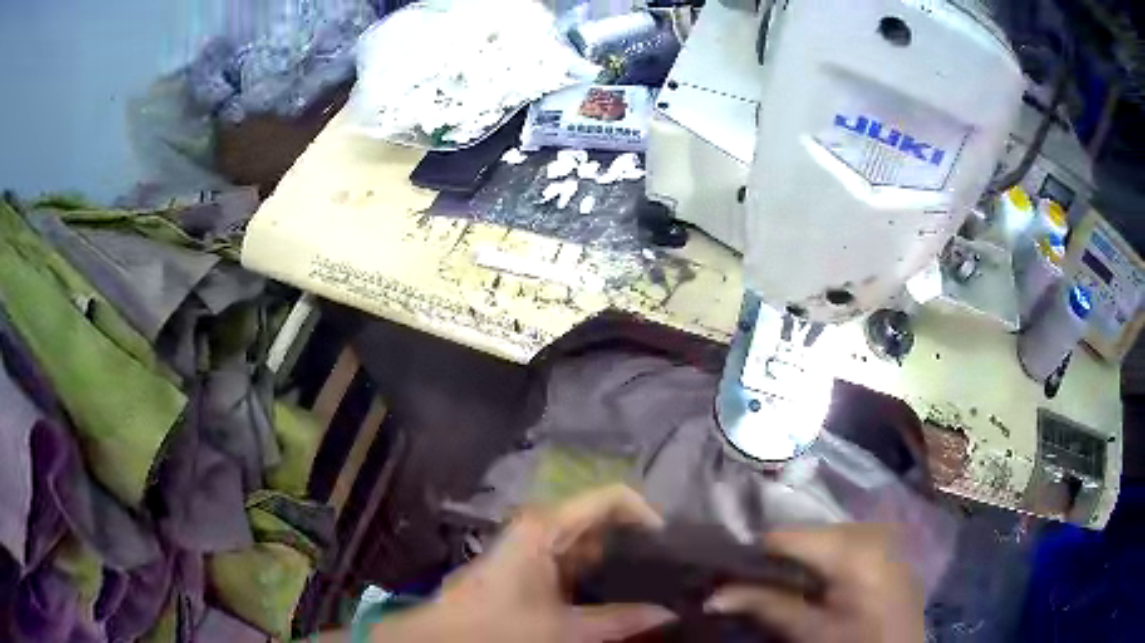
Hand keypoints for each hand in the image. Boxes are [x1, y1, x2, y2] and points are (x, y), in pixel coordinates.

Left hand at [372, 485, 676, 641]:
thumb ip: (620, 620)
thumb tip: (670, 613)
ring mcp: (536, 546)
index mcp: (548, 526)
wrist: (443, 640)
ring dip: (621, 563)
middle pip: (604, 521)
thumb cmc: (498, 629)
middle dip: (638, 544)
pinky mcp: (531, 566)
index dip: (647, 514)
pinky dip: (599, 577)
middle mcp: (543, 527)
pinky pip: (576, 563)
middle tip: (675, 568)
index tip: (673, 545)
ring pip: (591, 544)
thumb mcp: (565, 630)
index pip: (611, 497)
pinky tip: (622, 596)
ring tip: (658, 581)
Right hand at [705, 524, 923, 642]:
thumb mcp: (808, 632)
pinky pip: (845, 539)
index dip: (752, 551)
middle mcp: (869, 527)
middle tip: (749, 577)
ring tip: (779, 579)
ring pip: (824, 533)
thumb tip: (711, 597)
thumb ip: (763, 606)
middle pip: (805, 531)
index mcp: (852, 547)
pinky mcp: (889, 543)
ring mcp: (883, 532)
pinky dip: (823, 555)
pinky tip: (814, 577)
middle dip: (776, 555)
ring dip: (799, 555)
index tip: (726, 566)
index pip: (786, 535)